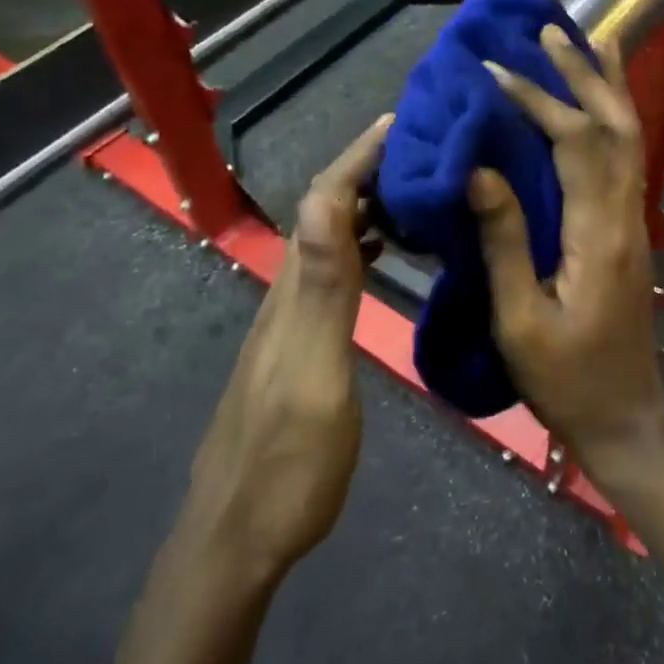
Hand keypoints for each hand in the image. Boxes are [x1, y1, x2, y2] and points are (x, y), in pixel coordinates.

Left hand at [178, 115, 391, 586]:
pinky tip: (390, 251)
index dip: (359, 157)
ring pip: (331, 239)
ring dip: (369, 204)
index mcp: (295, 293)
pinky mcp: (301, 344)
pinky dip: (366, 245)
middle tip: (426, 148)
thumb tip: (324, 199)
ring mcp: (291, 320)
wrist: (238, 540)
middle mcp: (288, 294)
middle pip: (325, 211)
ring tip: (418, 187)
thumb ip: (324, 291)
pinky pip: (337, 271)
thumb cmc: (289, 466)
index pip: (323, 202)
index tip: (403, 123)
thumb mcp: (314, 377)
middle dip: (368, 168)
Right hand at [472, 28, 663, 475]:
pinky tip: (593, 107)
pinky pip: (624, 159)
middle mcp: (625, 215)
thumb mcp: (520, 320)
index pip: (574, 143)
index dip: (538, 100)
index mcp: (598, 233)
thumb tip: (480, 171)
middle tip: (552, 30)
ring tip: (585, 43)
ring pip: (629, 137)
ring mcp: (634, 222)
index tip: (494, 72)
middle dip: (584, 73)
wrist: (626, 416)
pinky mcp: (629, 232)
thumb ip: (504, 242)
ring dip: (606, 87)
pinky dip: (610, 120)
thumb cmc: (567, 379)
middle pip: (616, 125)